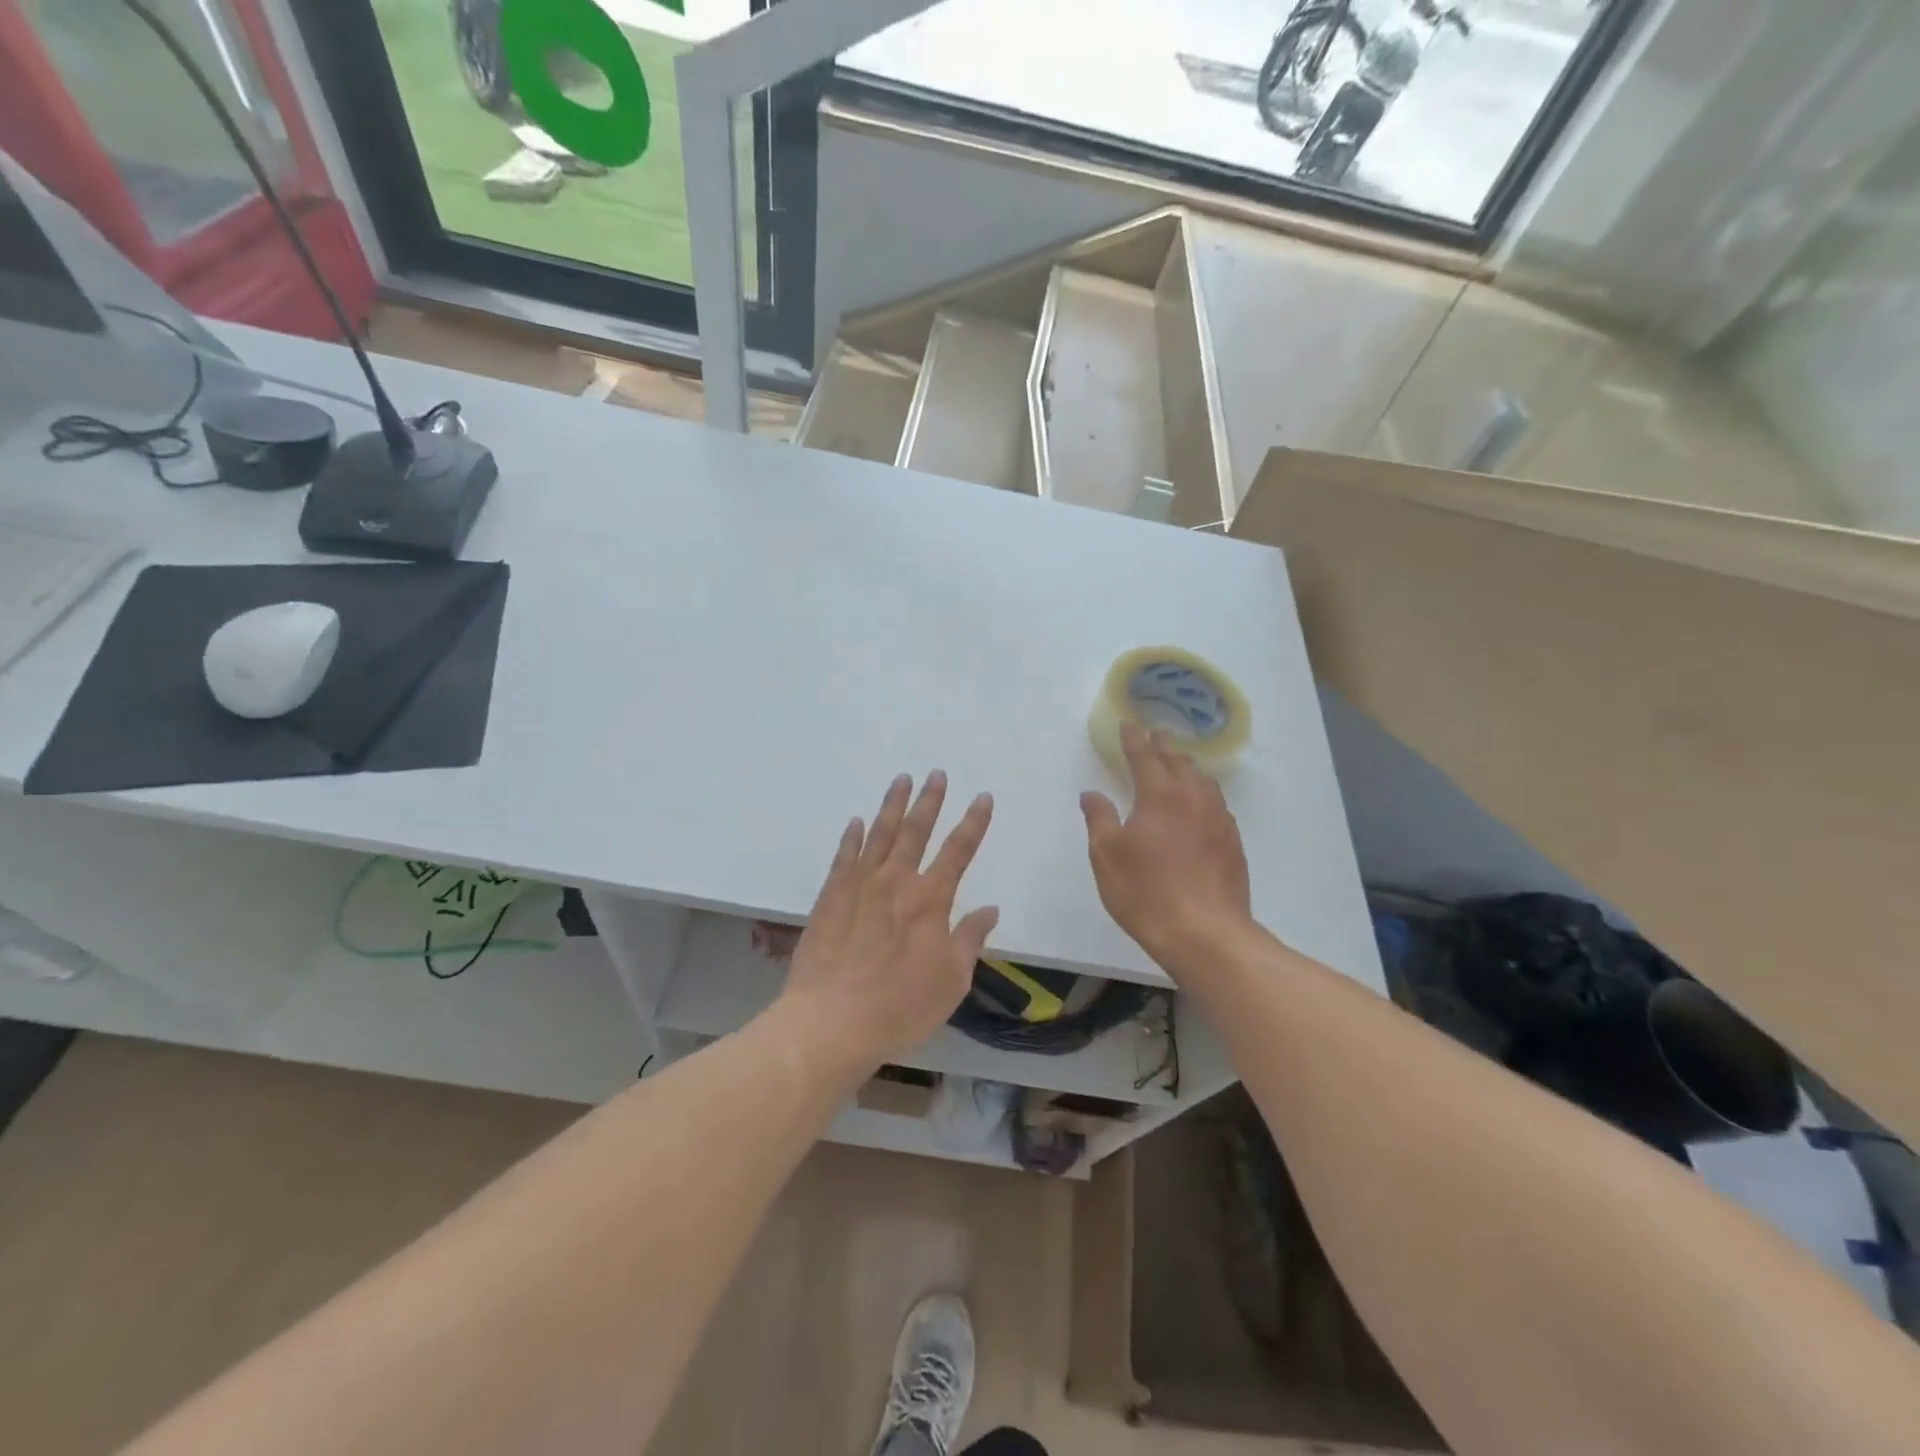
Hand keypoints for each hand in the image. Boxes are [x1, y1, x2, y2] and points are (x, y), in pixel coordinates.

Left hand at [776, 772, 997, 1070]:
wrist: (830, 1022)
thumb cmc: (900, 1007)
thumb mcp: (951, 981)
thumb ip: (970, 940)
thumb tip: (990, 909)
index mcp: (930, 901)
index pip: (959, 850)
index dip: (974, 822)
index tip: (983, 797)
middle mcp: (896, 882)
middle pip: (917, 830)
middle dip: (930, 800)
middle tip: (936, 773)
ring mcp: (859, 885)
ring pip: (879, 834)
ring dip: (892, 805)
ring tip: (901, 780)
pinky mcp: (830, 897)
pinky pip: (844, 857)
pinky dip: (852, 837)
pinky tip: (856, 822)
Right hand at [1081, 722, 1252, 970]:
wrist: (1205, 933)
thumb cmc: (1146, 892)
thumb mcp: (1107, 856)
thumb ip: (1099, 818)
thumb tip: (1092, 793)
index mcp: (1159, 796)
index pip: (1144, 757)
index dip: (1134, 740)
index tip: (1129, 724)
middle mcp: (1192, 798)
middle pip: (1178, 762)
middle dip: (1163, 746)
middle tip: (1155, 734)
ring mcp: (1218, 819)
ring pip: (1202, 780)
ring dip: (1187, 766)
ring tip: (1179, 762)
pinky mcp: (1232, 842)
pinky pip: (1216, 802)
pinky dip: (1203, 791)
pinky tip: (1200, 802)